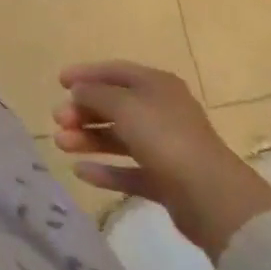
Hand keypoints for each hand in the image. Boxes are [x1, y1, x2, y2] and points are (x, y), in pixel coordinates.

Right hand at [53, 61, 270, 258]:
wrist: (212, 198)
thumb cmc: (164, 137)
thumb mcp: (122, 105)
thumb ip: (95, 93)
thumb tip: (78, 90)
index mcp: (156, 85)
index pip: (115, 71)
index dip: (86, 74)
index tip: (59, 81)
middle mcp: (161, 111)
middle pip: (114, 105)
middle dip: (83, 111)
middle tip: (58, 119)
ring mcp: (165, 147)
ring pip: (118, 138)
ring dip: (88, 139)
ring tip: (61, 145)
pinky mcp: (166, 181)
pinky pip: (129, 170)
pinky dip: (106, 170)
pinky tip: (81, 172)